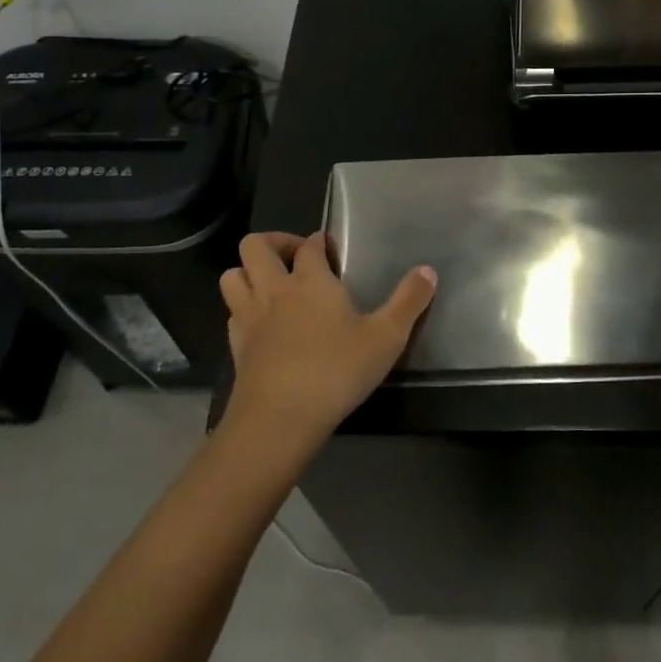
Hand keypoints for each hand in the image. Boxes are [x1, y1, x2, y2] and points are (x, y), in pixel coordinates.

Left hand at [218, 231, 436, 451]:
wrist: (280, 420)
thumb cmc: (336, 371)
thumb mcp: (386, 337)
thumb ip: (409, 302)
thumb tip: (428, 270)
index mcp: (311, 280)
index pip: (308, 245)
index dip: (318, 242)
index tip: (330, 250)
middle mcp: (275, 290)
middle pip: (255, 246)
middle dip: (273, 242)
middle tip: (295, 256)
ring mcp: (250, 318)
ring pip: (232, 276)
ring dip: (248, 272)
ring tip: (272, 284)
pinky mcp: (237, 347)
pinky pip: (232, 314)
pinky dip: (243, 309)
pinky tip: (262, 324)